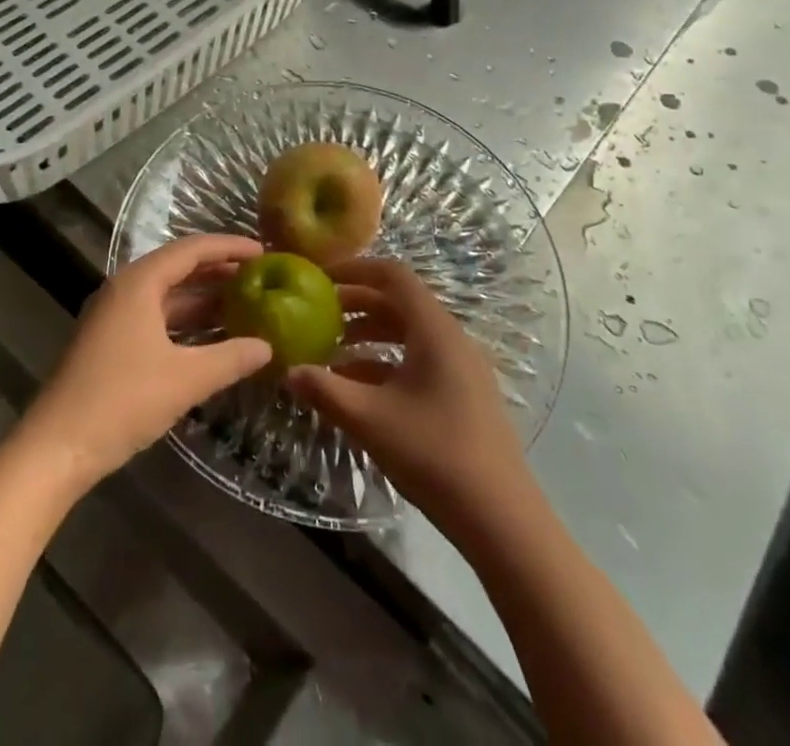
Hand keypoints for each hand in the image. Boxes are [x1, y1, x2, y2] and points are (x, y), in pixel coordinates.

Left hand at [18, 234, 271, 494]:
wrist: (55, 448)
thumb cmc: (121, 401)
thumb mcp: (185, 379)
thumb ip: (230, 358)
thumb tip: (267, 347)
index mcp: (139, 283)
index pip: (192, 249)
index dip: (229, 247)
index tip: (264, 251)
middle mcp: (124, 289)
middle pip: (179, 268)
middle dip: (219, 271)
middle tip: (259, 277)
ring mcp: (114, 317)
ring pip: (167, 296)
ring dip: (203, 299)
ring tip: (245, 304)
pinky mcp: (110, 342)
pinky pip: (156, 318)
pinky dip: (186, 322)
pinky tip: (211, 338)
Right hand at [288, 258, 529, 532]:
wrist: (501, 520)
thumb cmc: (433, 454)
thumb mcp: (370, 420)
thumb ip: (325, 390)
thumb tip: (288, 370)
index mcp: (434, 329)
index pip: (393, 275)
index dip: (355, 269)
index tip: (321, 278)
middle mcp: (451, 337)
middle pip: (399, 302)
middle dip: (356, 304)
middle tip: (317, 315)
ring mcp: (461, 367)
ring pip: (408, 333)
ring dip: (369, 335)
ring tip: (331, 353)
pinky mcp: (464, 394)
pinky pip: (420, 360)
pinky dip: (387, 362)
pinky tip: (358, 388)